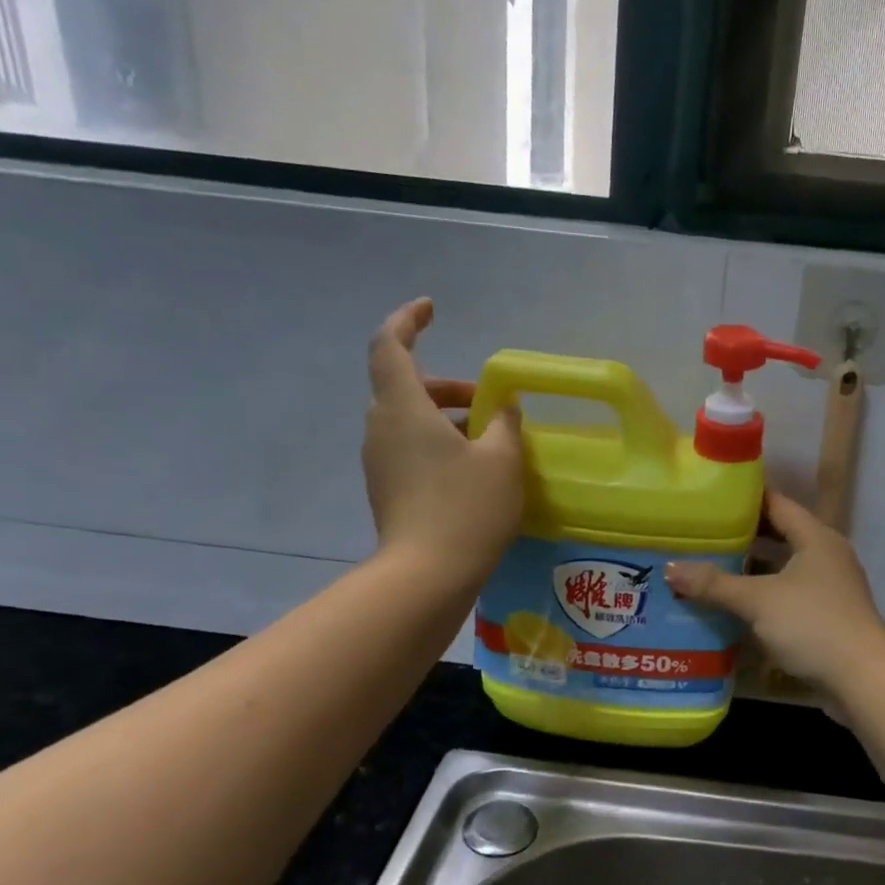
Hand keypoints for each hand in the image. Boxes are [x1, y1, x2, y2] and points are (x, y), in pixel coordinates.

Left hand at [362, 299, 523, 581]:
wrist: (426, 575)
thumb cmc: (467, 508)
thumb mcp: (502, 459)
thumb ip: (505, 423)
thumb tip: (505, 406)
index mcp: (403, 407)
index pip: (390, 345)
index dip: (408, 320)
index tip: (431, 309)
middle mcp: (381, 427)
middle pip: (406, 386)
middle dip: (448, 386)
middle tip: (489, 402)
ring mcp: (379, 461)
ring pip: (408, 420)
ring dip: (446, 418)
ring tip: (490, 441)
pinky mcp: (385, 489)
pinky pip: (409, 449)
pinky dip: (437, 444)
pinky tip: (473, 471)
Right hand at [665, 491, 884, 700]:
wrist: (862, 678)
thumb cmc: (812, 624)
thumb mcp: (758, 601)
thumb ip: (715, 584)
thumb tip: (671, 569)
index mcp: (816, 538)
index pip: (777, 504)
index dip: (745, 499)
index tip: (710, 497)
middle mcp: (826, 556)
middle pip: (780, 535)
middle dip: (742, 536)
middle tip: (702, 533)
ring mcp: (830, 587)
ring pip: (783, 568)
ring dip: (752, 569)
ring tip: (710, 566)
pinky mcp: (827, 616)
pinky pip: (788, 594)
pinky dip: (763, 595)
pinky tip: (735, 605)